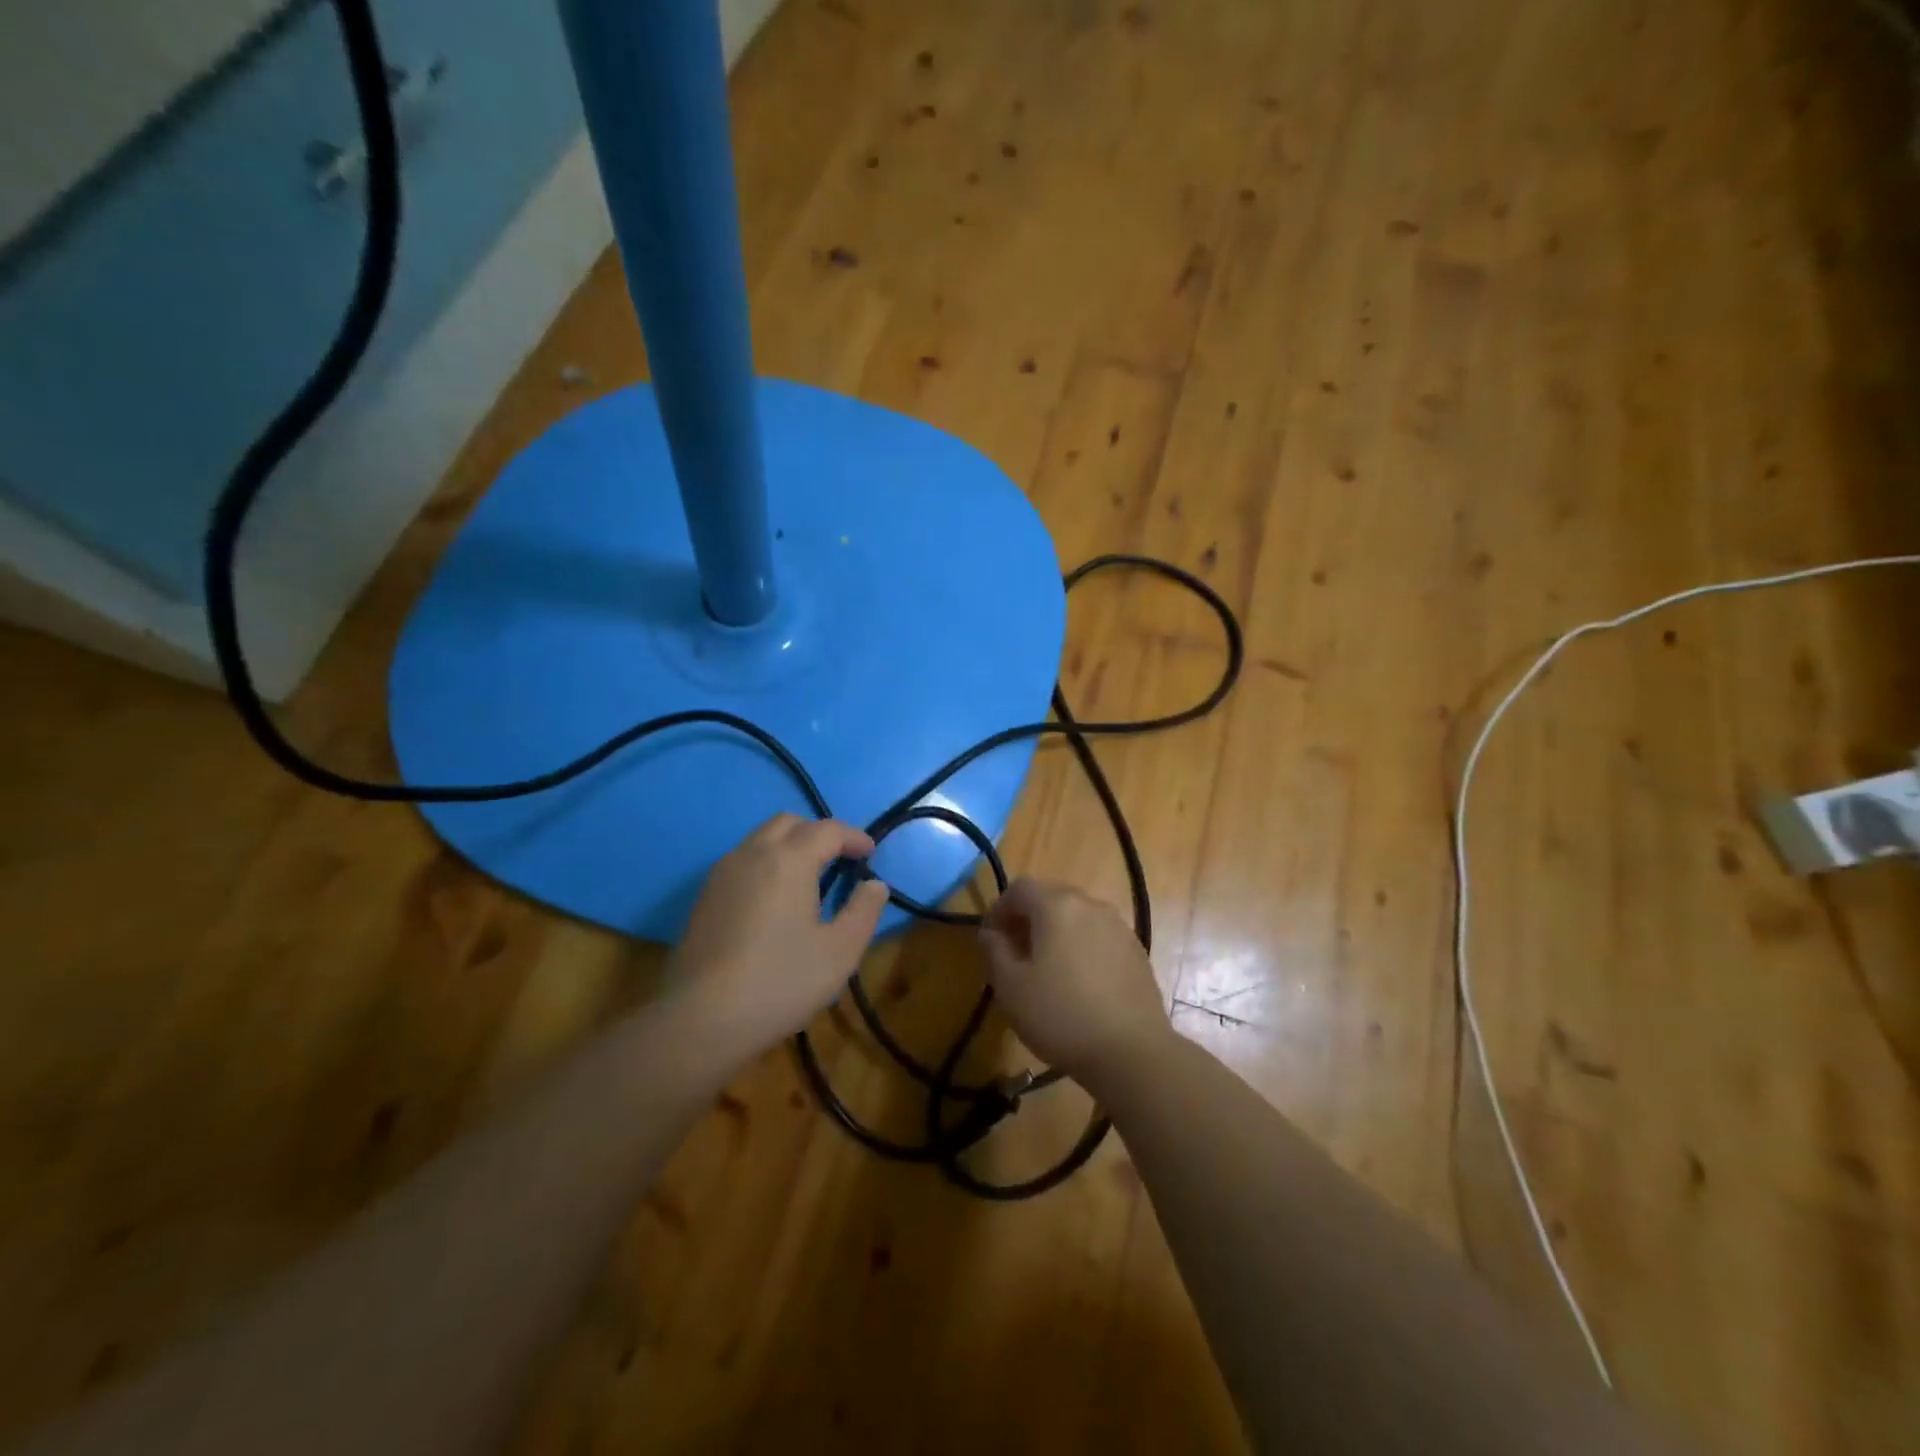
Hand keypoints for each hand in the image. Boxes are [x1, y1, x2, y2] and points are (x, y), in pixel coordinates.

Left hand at [669, 814, 890, 1059]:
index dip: (854, 837)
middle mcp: (752, 854)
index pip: (828, 830)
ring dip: (789, 846)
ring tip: (809, 879)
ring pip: (760, 839)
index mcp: (789, 860)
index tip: (870, 853)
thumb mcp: (840, 951)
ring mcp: (722, 875)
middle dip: (818, 833)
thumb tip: (875, 884)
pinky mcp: (704, 898)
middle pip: (789, 823)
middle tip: (839, 860)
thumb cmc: (780, 981)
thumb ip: (863, 911)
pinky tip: (774, 901)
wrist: (700, 1020)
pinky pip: (742, 862)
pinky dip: (766, 864)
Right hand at [977, 878, 1169, 1078]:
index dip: (999, 908)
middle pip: (1051, 897)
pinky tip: (1079, 982)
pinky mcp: (1136, 951)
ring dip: (1056, 932)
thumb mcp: (1011, 987)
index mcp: (1056, 906)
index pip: (1019, 888)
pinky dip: (1082, 946)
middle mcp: (1090, 905)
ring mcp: (1118, 927)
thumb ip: (995, 951)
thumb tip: (991, 933)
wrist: (1133, 1051)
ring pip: (1077, 916)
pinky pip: (1099, 936)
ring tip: (1046, 967)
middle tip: (1014, 951)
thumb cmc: (1061, 1015)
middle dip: (1028, 918)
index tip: (990, 938)